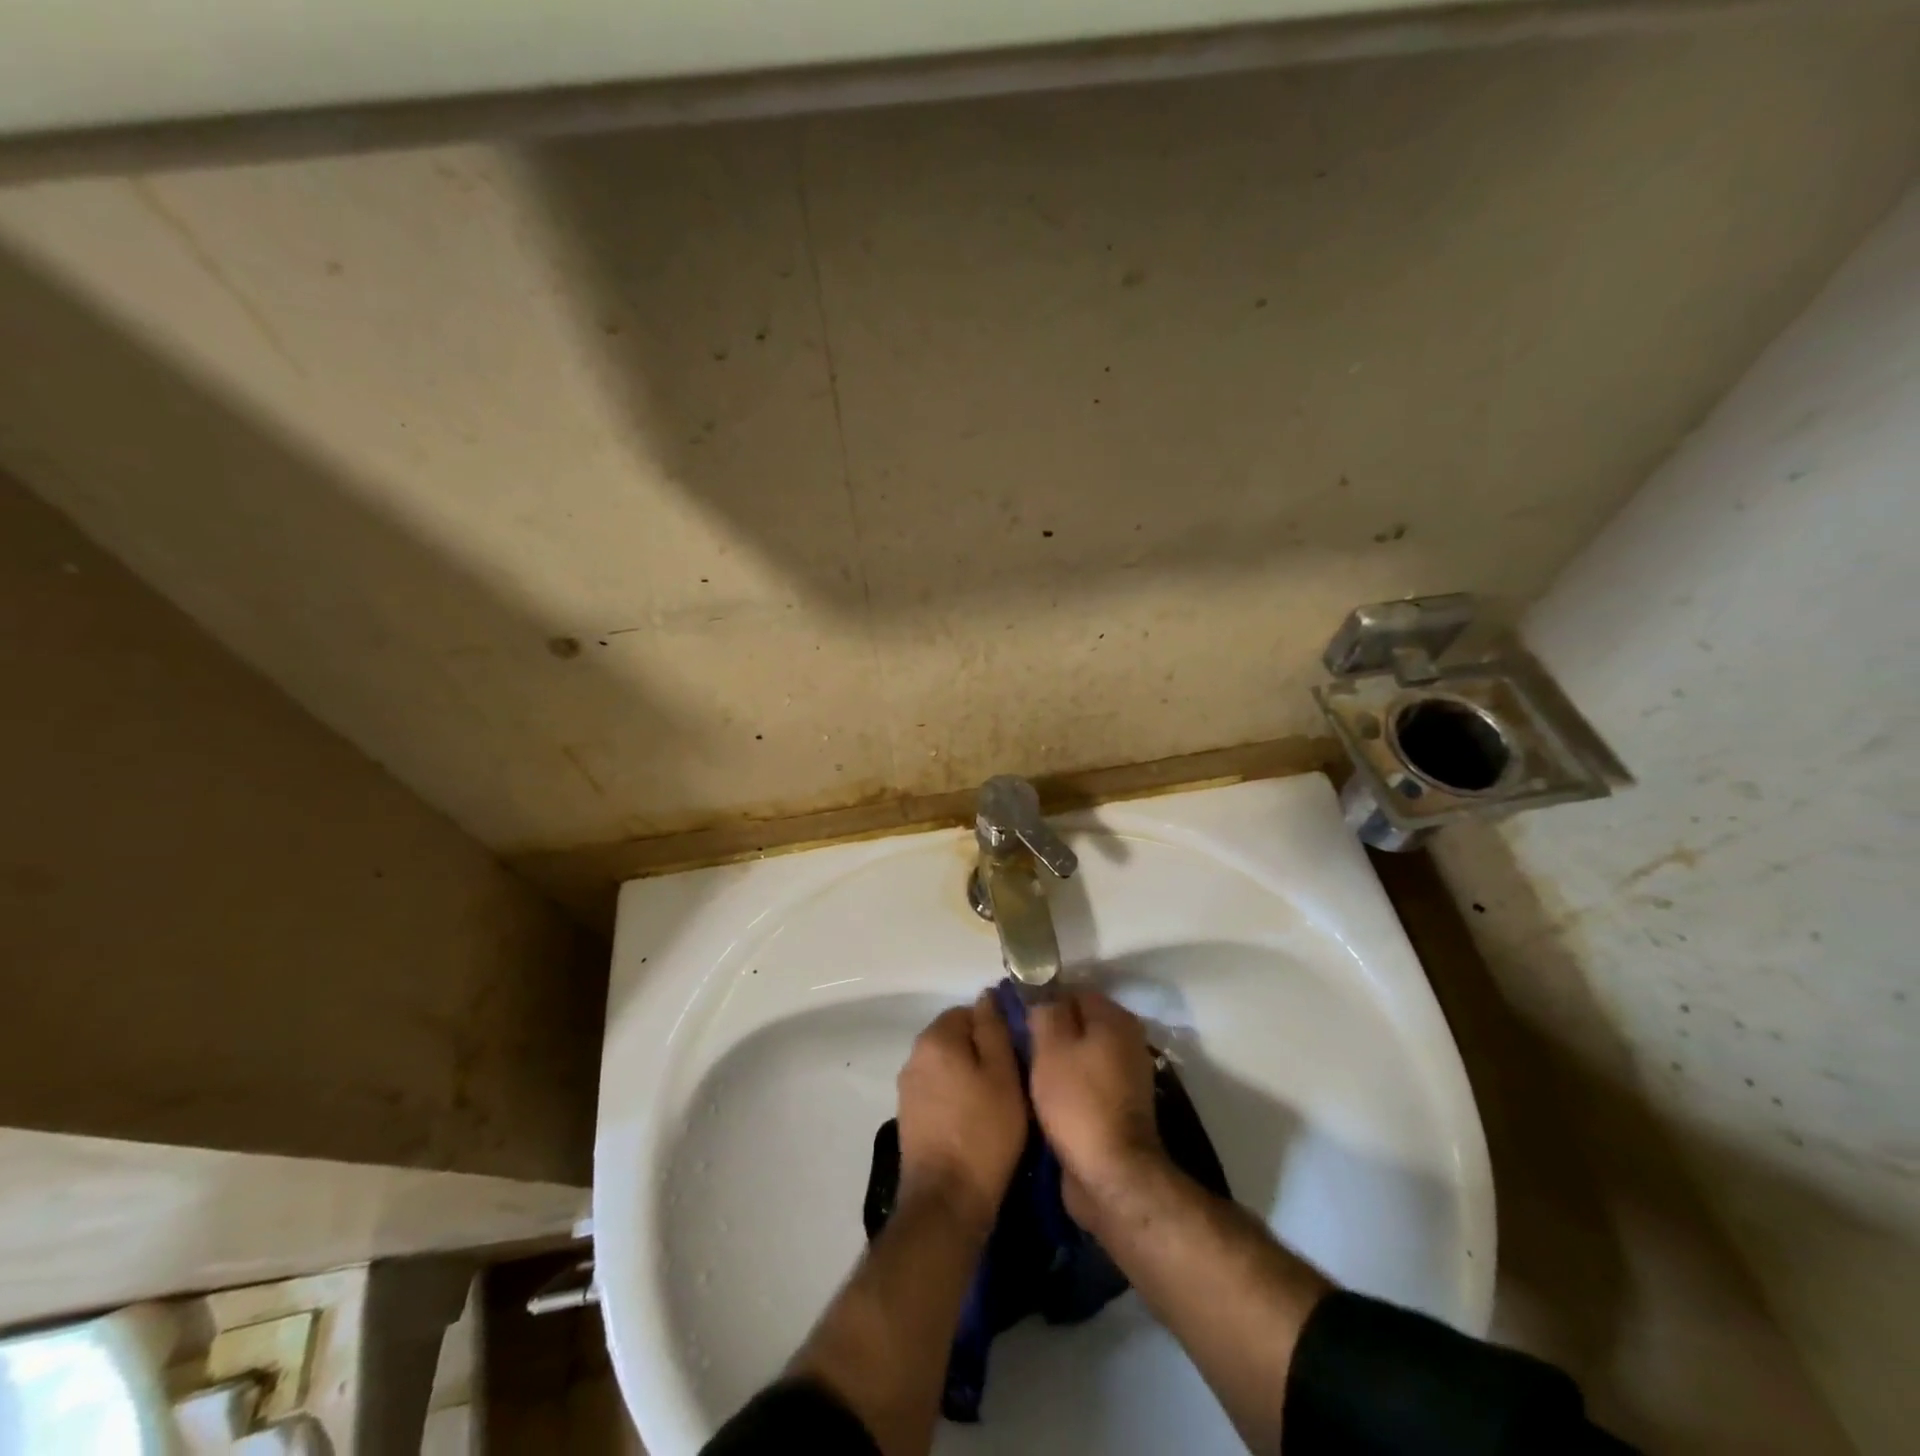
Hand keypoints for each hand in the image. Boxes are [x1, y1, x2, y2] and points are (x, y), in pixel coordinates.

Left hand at [896, 994, 1027, 1233]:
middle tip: (1011, 1079)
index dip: (994, 1029)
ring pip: (947, 1068)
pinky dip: (956, 1100)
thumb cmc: (983, 1131)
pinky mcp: (909, 1119)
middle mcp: (914, 1057)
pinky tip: (976, 1123)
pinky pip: (938, 1093)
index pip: (967, 1012)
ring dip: (969, 1077)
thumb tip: (985, 996)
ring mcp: (907, 1090)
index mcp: (935, 1039)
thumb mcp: (1003, 1074)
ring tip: (997, 1103)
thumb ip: (994, 1029)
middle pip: (955, 1039)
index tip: (1016, 1054)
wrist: (946, 1201)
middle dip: (981, 1052)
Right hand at [1029, 989, 1165, 1223]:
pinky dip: (1064, 1084)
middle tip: (1014, 1043)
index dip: (1042, 999)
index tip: (1014, 1014)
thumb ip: (1045, 1010)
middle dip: (1047, 1031)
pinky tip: (1040, 1095)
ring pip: (1079, 1053)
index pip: (1072, 991)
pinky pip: (1083, 1081)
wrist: (1110, 1176)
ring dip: (1054, 1060)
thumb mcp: (1051, 1046)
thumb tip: (1040, 990)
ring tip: (1021, 1069)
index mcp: (1114, 1019)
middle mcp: (1126, 1041)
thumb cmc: (1078, 1101)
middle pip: (1077, 1023)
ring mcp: (1124, 1076)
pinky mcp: (1116, 1106)